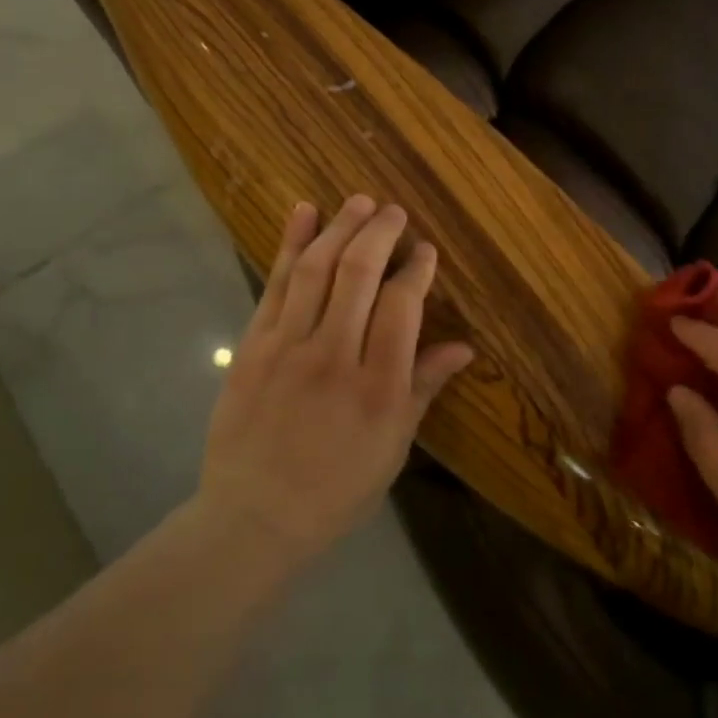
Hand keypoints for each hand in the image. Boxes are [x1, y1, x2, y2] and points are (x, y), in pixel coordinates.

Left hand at [197, 196, 473, 570]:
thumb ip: (423, 388)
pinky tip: (303, 213)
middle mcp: (334, 355)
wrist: (254, 517)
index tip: (425, 250)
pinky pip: (275, 284)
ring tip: (359, 201)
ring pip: (317, 269)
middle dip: (381, 233)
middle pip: (360, 273)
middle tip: (394, 211)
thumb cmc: (336, 488)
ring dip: (340, 227)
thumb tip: (463, 347)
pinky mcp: (253, 344)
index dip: (417, 269)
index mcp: (378, 386)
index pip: (403, 306)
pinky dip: (290, 244)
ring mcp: (288, 346)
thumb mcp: (393, 447)